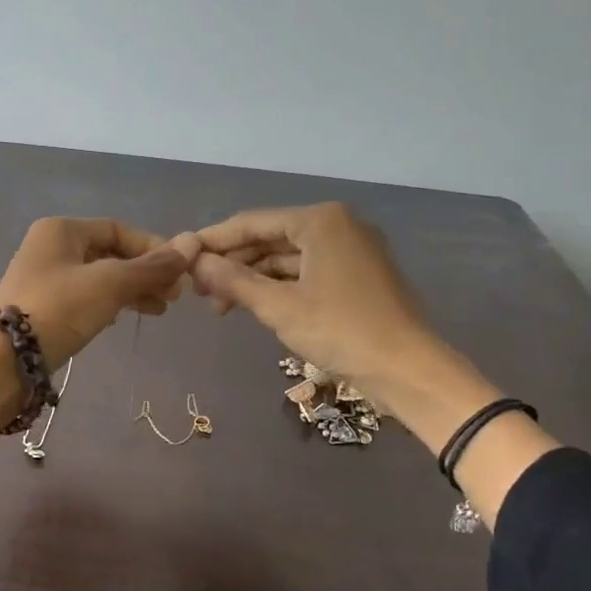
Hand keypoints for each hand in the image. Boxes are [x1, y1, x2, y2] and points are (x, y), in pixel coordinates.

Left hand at [0, 218, 190, 367]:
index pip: (118, 230)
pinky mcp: (43, 306)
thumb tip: (191, 246)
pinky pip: (86, 296)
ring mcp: (44, 278)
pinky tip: (124, 317)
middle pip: (110, 253)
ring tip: (159, 310)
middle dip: (145, 273)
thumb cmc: (59, 309)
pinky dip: (109, 303)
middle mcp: (50, 247)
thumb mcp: (110, 284)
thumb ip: (151, 267)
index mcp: (61, 230)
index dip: (153, 247)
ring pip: (99, 277)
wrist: (5, 359)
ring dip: (131, 290)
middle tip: (174, 296)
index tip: (180, 271)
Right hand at [187, 203, 442, 403]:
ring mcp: (351, 250)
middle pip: (270, 238)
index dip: (214, 241)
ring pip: (288, 258)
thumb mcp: (279, 307)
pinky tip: (256, 306)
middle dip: (234, 264)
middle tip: (199, 292)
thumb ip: (234, 281)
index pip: (253, 222)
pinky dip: (280, 287)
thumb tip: (196, 263)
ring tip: (221, 307)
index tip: (182, 257)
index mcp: (320, 221)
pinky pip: (307, 272)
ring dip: (254, 279)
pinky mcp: (358, 275)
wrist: (407, 370)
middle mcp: (337, 225)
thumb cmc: (340, 331)